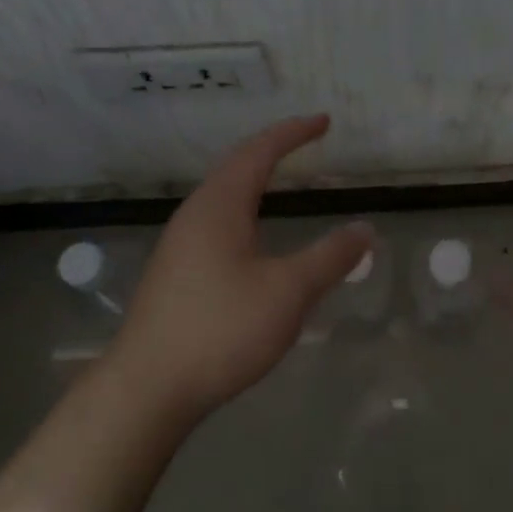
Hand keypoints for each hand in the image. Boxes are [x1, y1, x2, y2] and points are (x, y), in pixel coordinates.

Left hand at [111, 115, 371, 418]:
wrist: (147, 390)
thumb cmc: (221, 330)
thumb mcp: (288, 292)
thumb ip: (330, 258)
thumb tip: (365, 228)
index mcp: (219, 207)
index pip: (259, 152)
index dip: (293, 133)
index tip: (323, 121)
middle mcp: (195, 216)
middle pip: (236, 167)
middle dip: (273, 149)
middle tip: (306, 142)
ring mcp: (180, 245)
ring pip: (222, 196)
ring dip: (254, 179)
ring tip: (281, 179)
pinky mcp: (175, 273)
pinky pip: (216, 221)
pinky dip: (244, 209)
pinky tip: (254, 237)